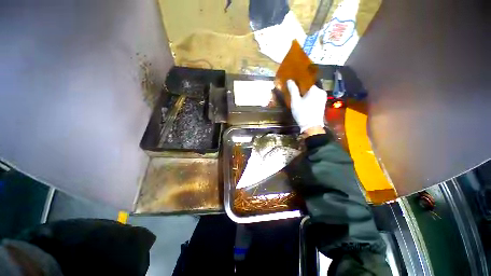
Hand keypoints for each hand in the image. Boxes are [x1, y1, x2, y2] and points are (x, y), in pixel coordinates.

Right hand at [286, 80, 326, 134]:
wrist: (311, 126)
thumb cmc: (302, 113)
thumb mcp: (295, 101)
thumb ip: (293, 90)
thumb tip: (289, 80)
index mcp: (315, 89)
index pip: (306, 81)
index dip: (299, 81)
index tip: (293, 82)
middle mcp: (321, 91)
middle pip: (310, 86)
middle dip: (302, 88)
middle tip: (294, 90)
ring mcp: (323, 97)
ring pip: (312, 92)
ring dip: (305, 92)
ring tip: (298, 95)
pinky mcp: (322, 103)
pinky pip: (315, 96)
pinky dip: (309, 97)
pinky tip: (304, 100)